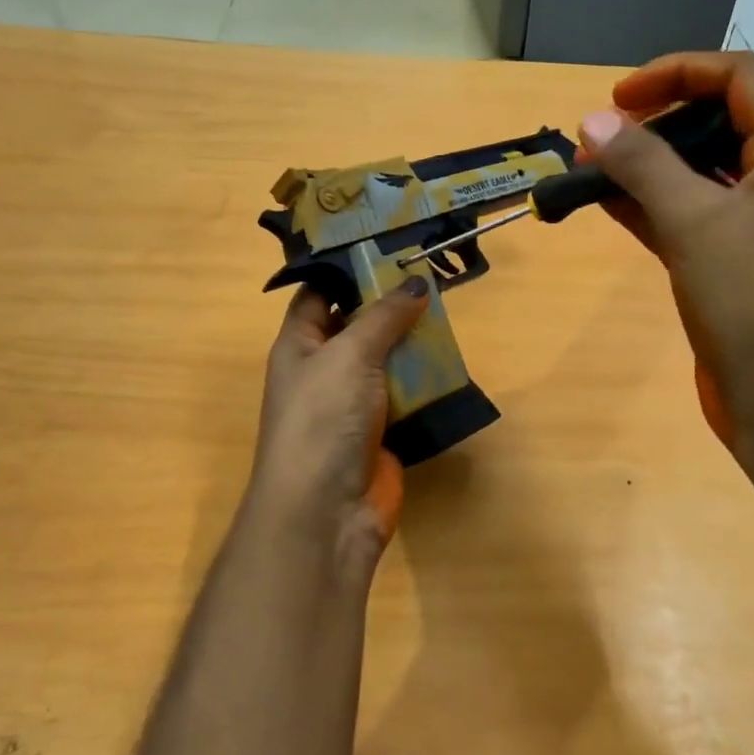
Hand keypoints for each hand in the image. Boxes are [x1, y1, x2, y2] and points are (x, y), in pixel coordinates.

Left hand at [242, 279, 428, 585]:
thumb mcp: (350, 354)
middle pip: (360, 325)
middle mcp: (325, 369)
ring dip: (415, 342)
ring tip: (451, 309)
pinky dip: (427, 381)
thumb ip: (384, 316)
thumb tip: (416, 283)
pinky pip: (408, 396)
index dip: (348, 268)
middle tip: (434, 273)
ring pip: (389, 361)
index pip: (319, 293)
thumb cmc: (323, 418)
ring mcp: (355, 403)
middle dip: (392, 303)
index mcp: (300, 344)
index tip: (388, 245)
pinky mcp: (384, 431)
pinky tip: (454, 360)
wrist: (327, 510)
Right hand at [580, 50, 753, 462]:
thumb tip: (593, 121)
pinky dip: (649, 208)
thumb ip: (643, 166)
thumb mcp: (694, 221)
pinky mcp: (730, 265)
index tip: (618, 98)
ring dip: (646, 169)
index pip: (736, 79)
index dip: (676, 73)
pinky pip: (686, 218)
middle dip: (654, 123)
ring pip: (696, 176)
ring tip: (590, 172)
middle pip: (715, 124)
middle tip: (599, 140)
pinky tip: (608, 206)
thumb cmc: (751, 298)